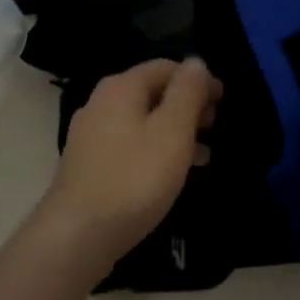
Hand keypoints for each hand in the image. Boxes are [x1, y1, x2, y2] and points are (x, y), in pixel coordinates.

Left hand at [45, 57, 220, 263]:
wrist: (76, 237)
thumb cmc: (134, 178)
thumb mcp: (172, 131)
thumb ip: (187, 92)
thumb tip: (196, 61)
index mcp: (121, 88)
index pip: (166, 67)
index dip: (198, 80)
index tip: (223, 102)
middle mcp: (101, 103)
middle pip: (153, 92)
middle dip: (187, 106)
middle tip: (214, 127)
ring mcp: (91, 136)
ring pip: (142, 121)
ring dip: (175, 131)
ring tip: (203, 155)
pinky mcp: (89, 166)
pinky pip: (130, 145)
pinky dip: (155, 151)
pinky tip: (172, 175)